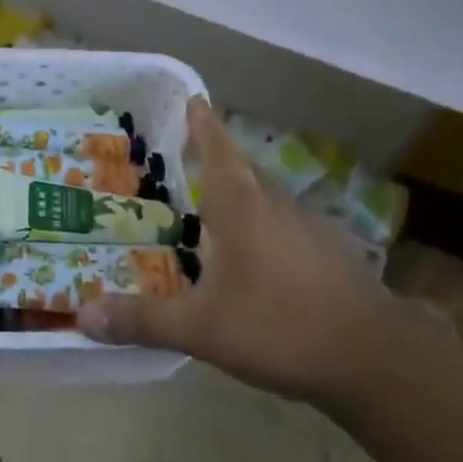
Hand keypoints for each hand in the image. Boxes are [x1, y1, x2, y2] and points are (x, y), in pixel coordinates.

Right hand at [77, 96, 394, 399]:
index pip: (217, 148)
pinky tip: (256, 261)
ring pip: (266, 201)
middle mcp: (276, 205)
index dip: (203, 123)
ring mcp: (311, 229)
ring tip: (214, 212)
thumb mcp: (201, 328)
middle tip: (185, 163)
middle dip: (216, 162)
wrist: (380, 363)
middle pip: (242, 171)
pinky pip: (287, 229)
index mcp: (242, 206)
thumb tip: (83, 316)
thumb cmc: (280, 327)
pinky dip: (265, 231)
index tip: (193, 98)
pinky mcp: (333, 257)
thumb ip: (143, 321)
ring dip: (241, 198)